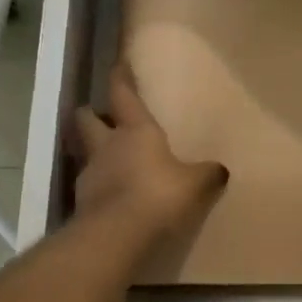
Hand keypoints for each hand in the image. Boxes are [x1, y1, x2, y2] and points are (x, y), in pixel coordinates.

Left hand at [71, 65, 227, 235]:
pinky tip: (113, 197)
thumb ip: (207, 174)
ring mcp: (89, 174)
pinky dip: (99, 187)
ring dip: (94, 152)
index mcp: (135, 130)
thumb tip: (220, 170)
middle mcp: (107, 146)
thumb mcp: (195, 184)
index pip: (122, 94)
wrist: (116, 236)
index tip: (118, 65)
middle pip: (86, 119)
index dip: (120, 78)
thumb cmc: (158, 195)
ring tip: (110, 160)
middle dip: (91, 114)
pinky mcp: (81, 204)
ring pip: (85, 152)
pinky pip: (90, 186)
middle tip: (101, 116)